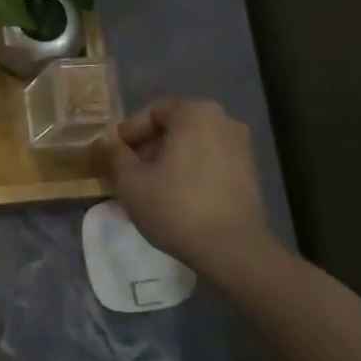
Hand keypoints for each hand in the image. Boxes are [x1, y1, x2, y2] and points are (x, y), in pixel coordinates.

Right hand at [94, 97, 291, 289]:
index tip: (115, 153)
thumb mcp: (130, 182)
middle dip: (149, 146)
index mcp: (195, 113)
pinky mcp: (249, 173)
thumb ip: (116, 156)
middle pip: (175, 126)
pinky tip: (175, 197)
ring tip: (150, 186)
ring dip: (169, 160)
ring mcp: (241, 146)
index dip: (130, 131)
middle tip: (129, 170)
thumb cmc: (176, 206)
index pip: (153, 111)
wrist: (233, 249)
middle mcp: (223, 121)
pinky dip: (190, 172)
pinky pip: (210, 162)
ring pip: (193, 145)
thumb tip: (111, 146)